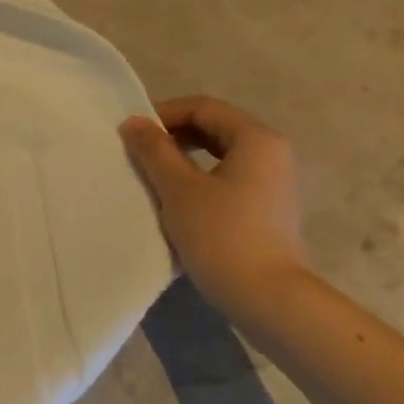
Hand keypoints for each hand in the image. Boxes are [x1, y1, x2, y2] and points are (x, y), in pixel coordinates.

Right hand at [119, 95, 309, 323]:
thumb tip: (134, 122)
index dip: (163, 114)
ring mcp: (272, 182)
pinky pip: (226, 176)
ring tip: (151, 175)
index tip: (131, 134)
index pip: (203, 107)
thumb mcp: (178, 188)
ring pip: (219, 153)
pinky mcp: (266, 207)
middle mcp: (271, 153)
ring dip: (182, 157)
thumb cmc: (220, 233)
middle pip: (214, 127)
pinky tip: (175, 198)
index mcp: (256, 139)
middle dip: (172, 135)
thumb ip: (154, 150)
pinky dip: (198, 177)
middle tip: (138, 152)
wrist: (267, 296)